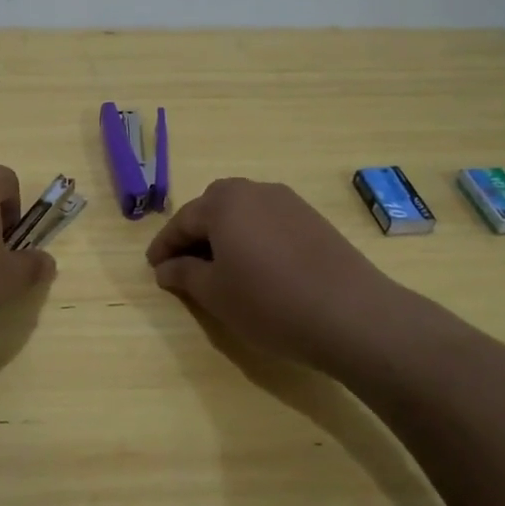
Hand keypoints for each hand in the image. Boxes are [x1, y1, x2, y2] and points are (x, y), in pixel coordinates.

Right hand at [146, 179, 402, 373]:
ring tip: (221, 266)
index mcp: (223, 203)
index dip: (164, 245)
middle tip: (185, 263)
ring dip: (225, 232)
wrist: (351, 314)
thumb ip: (184, 275)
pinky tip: (258, 266)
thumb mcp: (216, 294)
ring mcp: (288, 202)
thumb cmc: (269, 302)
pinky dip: (253, 236)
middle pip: (213, 206)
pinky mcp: (313, 218)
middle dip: (195, 232)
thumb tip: (166, 268)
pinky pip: (269, 220)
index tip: (153, 267)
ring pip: (244, 211)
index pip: (182, 220)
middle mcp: (254, 191)